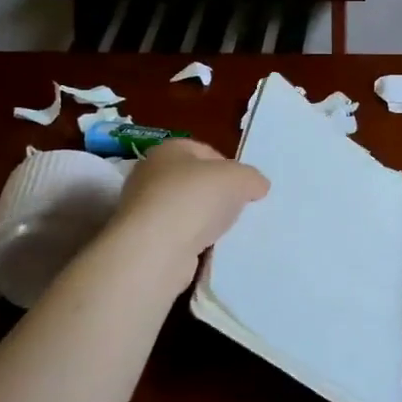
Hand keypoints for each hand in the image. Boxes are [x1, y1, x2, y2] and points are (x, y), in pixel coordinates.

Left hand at [112, 139, 268, 269]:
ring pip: (187, 211)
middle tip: (239, 210)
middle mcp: (150, 175)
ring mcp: (144, 210)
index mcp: (168, 150)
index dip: (230, 167)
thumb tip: (257, 186)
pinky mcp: (145, 241)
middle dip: (219, 196)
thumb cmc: (196, 199)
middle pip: (195, 182)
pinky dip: (194, 243)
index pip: (206, 152)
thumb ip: (252, 177)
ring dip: (206, 222)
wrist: (156, 250)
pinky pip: (179, 237)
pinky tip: (209, 251)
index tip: (245, 187)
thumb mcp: (239, 178)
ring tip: (227, 233)